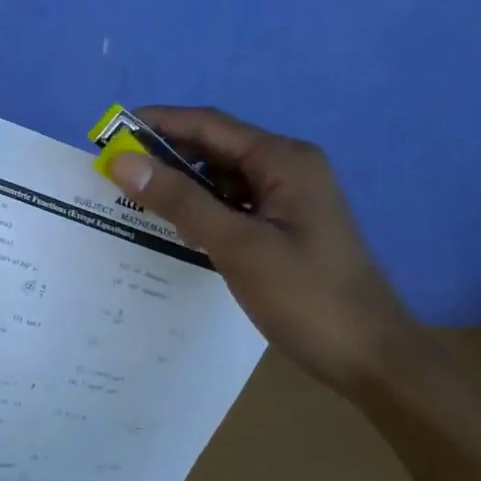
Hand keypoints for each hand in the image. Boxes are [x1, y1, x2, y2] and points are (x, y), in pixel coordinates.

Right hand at [106, 106, 422, 395]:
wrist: (371, 356)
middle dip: (165, 156)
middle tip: (114, 173)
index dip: (157, 124)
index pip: (209, 125)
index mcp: (283, 159)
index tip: (109, 133)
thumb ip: (179, 201)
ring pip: (222, 180)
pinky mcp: (284, 228)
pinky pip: (233, 206)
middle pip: (215, 148)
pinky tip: (174, 228)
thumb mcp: (237, 245)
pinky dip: (202, 211)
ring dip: (181, 186)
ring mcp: (288, 199)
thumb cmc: (307, 296)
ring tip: (133, 200)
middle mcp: (287, 168)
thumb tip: (121, 162)